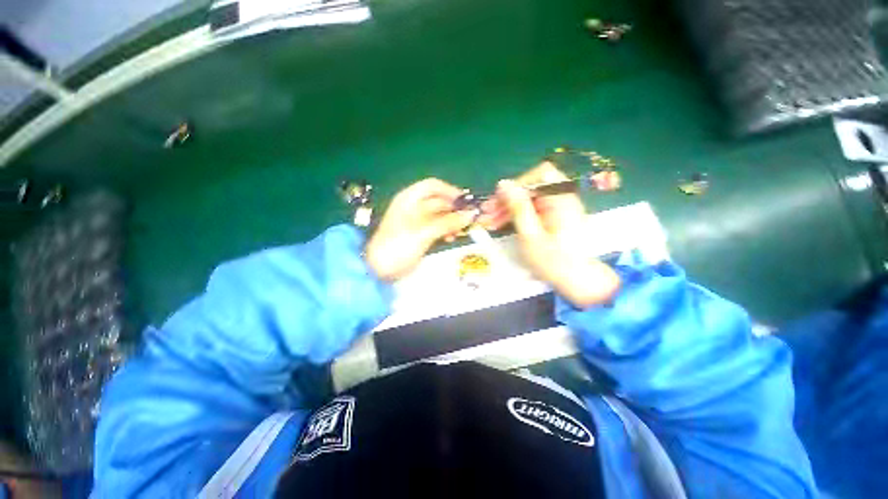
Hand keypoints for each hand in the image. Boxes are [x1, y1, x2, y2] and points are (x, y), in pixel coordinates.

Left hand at [366, 178, 476, 280]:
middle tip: (470, 219)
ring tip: (461, 231)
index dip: (450, 191)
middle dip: (454, 209)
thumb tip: (471, 215)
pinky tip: (451, 238)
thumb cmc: (398, 246)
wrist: (378, 270)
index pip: (433, 186)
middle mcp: (413, 207)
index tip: (466, 201)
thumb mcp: (423, 233)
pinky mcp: (420, 235)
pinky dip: (446, 230)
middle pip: (438, 201)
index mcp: (409, 199)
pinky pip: (437, 227)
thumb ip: (447, 223)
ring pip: (440, 215)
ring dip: (452, 221)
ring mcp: (416, 222)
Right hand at [480, 162, 620, 307]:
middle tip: (486, 213)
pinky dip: (516, 216)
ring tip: (489, 221)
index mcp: (562, 199)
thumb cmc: (554, 261)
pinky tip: (501, 224)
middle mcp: (561, 199)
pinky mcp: (552, 218)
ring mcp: (557, 209)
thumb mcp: (531, 235)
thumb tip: (504, 183)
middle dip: (507, 199)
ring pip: (528, 200)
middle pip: (531, 188)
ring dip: (507, 208)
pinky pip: (531, 210)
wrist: (578, 282)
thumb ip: (518, 207)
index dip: (517, 184)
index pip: (540, 174)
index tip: (498, 200)